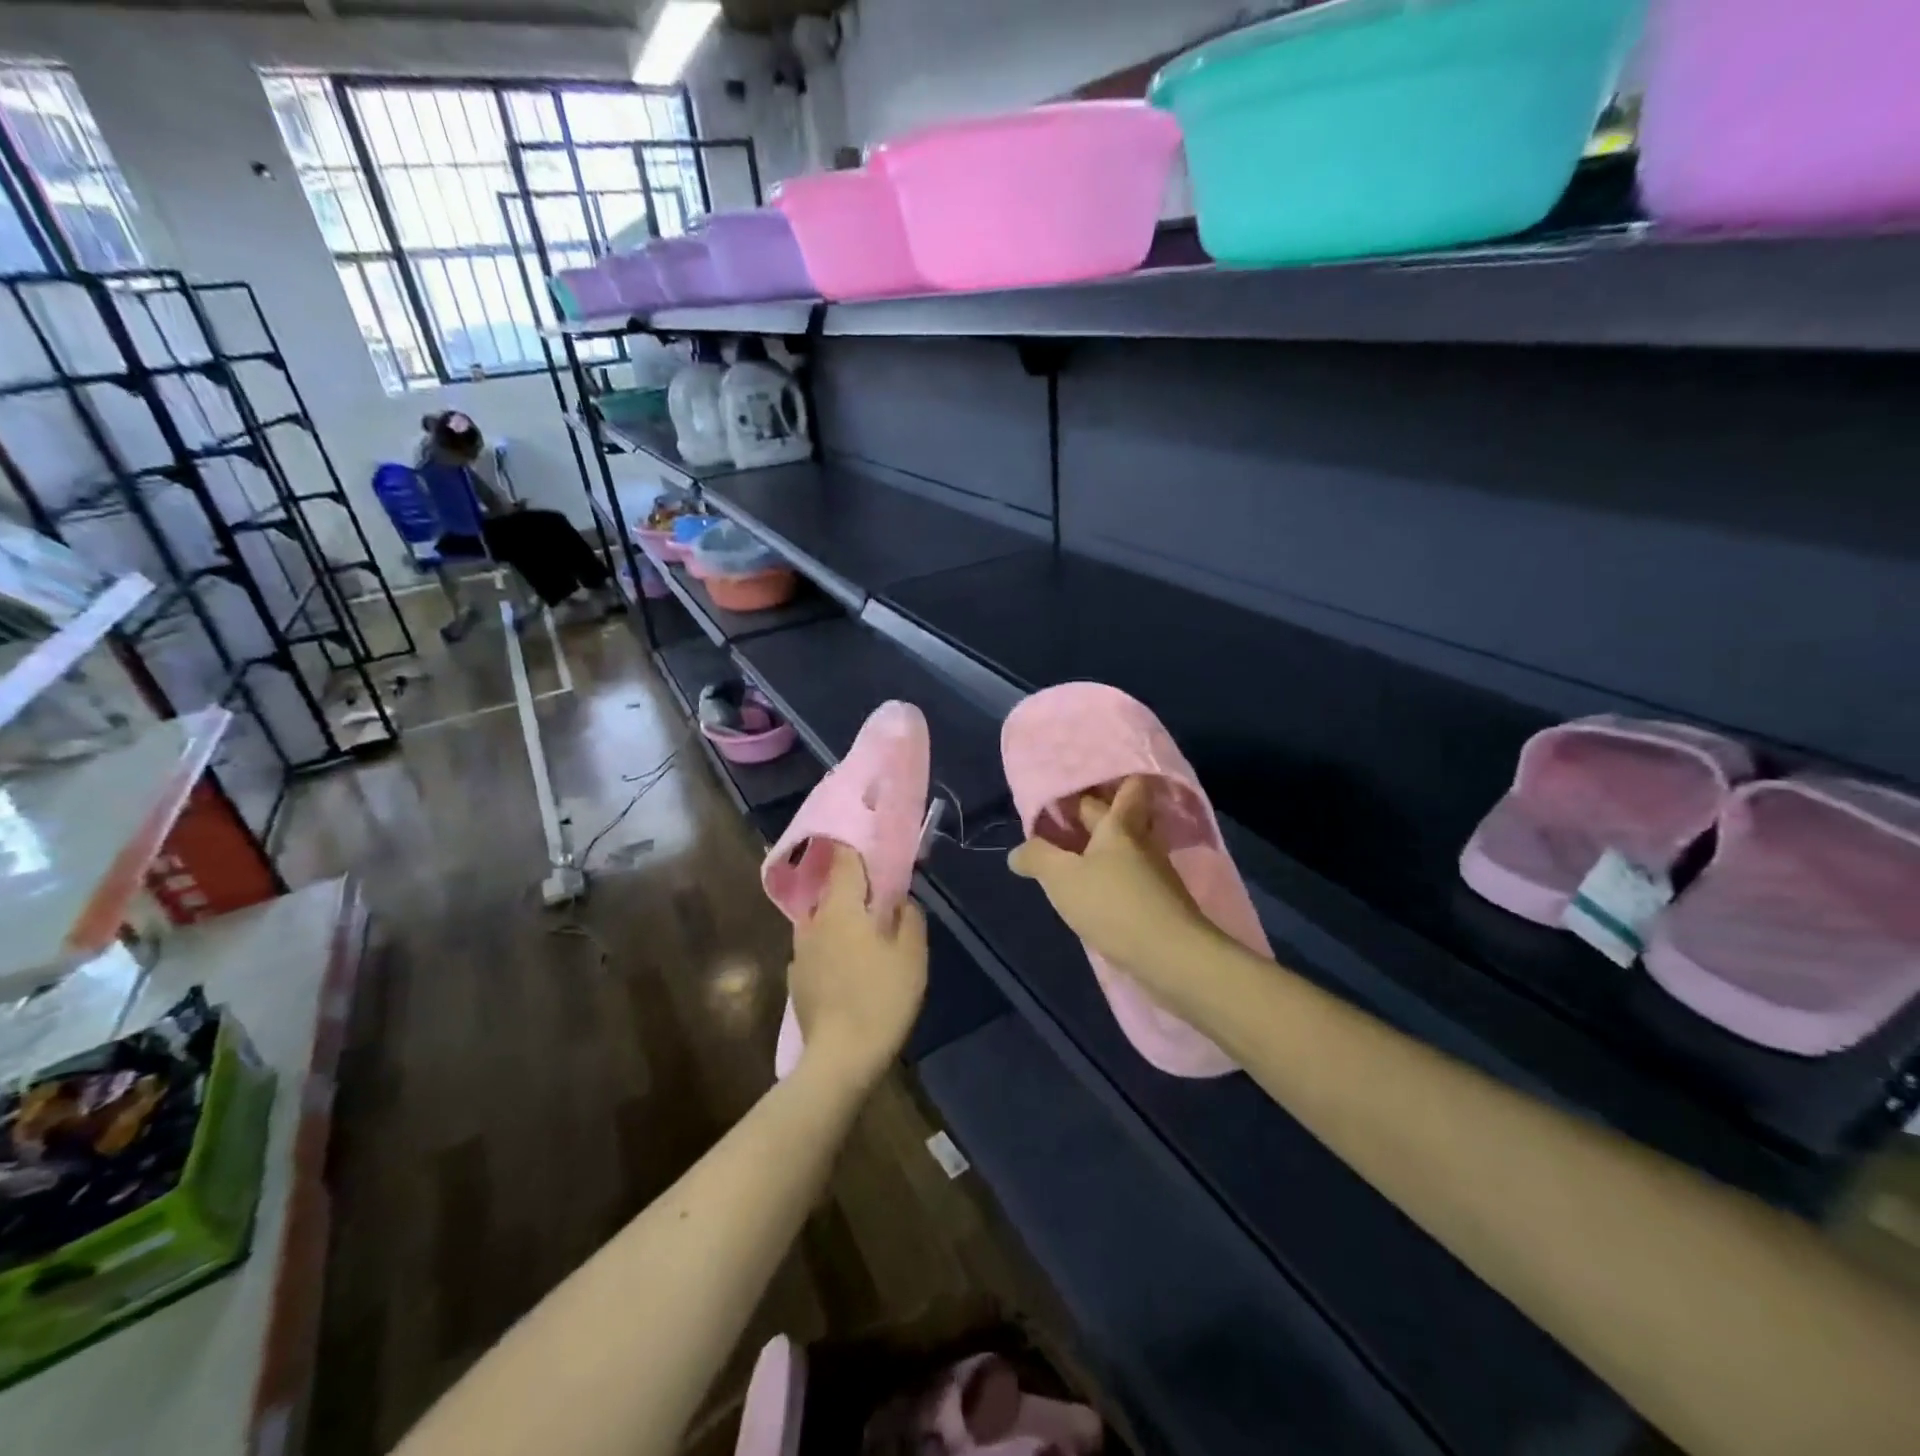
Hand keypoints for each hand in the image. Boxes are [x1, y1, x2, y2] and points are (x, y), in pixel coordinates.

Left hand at [789, 844, 927, 1091]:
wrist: (840, 1058)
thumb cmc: (881, 998)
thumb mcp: (912, 955)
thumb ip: (909, 917)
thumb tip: (899, 900)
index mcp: (841, 907)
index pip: (844, 858)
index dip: (859, 846)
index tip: (874, 843)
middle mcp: (813, 921)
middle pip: (833, 889)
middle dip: (856, 887)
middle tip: (881, 895)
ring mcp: (799, 951)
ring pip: (824, 920)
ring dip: (843, 919)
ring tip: (867, 934)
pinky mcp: (796, 978)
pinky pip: (818, 948)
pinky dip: (834, 947)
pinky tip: (850, 968)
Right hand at [1008, 777, 1223, 1012]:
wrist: (1171, 956)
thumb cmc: (1113, 904)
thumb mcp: (1062, 878)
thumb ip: (1037, 857)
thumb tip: (1017, 851)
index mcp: (1120, 824)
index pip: (1126, 785)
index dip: (1109, 779)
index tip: (1081, 781)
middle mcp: (1142, 840)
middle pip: (1125, 815)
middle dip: (1099, 812)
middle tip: (1066, 816)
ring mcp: (1156, 872)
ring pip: (1129, 846)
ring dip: (1106, 846)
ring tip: (1076, 852)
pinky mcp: (1161, 901)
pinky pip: (1134, 875)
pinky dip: (1116, 873)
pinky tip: (1098, 886)